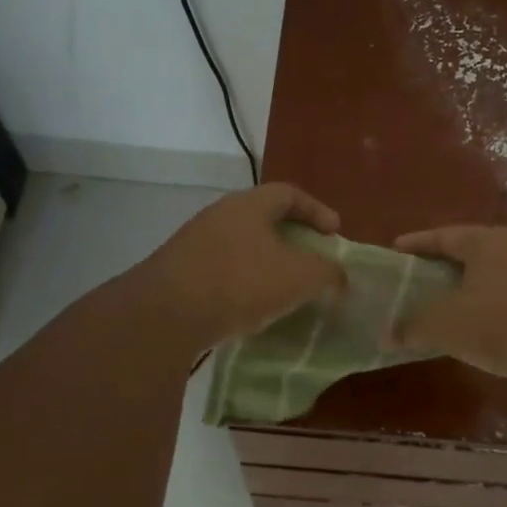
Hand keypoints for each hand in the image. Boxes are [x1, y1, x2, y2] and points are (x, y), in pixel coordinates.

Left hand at [144, 183, 346, 348]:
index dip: (317, 210)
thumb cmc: (241, 282)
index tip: (335, 233)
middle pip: (264, 218)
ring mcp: (195, 242)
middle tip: (312, 260)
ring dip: (267, 262)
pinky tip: (251, 307)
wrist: (165, 313)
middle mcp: (220, 215)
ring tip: (285, 288)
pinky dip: (244, 282)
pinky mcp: (180, 271)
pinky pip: (223, 269)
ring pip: (242, 245)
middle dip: (292, 238)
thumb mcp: (299, 277)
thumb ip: (328, 273)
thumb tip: (340, 277)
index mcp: (249, 205)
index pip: (289, 193)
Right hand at [388, 225, 506, 385]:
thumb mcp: (447, 324)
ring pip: (493, 276)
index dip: (417, 243)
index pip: (444, 235)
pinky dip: (491, 307)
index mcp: (487, 241)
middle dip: (442, 266)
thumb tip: (387, 333)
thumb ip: (413, 326)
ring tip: (446, 306)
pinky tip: (482, 328)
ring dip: (469, 289)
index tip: (396, 249)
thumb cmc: (503, 323)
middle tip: (417, 280)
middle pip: (470, 253)